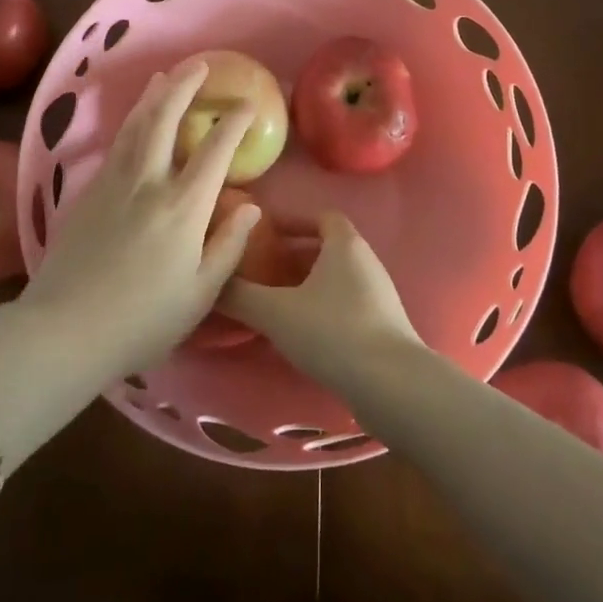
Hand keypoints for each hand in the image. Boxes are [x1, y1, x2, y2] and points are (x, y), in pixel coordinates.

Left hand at [19, 60, 261, 376]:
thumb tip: (252, 207)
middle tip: (200, 65)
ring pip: (137, 125)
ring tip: (166, 76)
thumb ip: (229, 246)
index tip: (248, 104)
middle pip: (167, 120)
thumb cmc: (142, 321)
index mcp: (184, 208)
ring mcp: (115, 183)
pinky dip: (132, 121)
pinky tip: (136, 118)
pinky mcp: (89, 192)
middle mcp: (149, 183)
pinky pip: (117, 143)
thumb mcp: (200, 294)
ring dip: (154, 96)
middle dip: (185, 87)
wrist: (64, 330)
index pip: (215, 151)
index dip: (234, 124)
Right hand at [221, 211, 423, 393]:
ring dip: (307, 284)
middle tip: (262, 270)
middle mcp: (366, 260)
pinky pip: (346, 303)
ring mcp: (379, 294)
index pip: (320, 215)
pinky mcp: (384, 325)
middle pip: (327, 247)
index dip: (292, 220)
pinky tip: (302, 334)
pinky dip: (322, 308)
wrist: (393, 385)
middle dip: (293, 256)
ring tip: (275, 303)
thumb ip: (240, 295)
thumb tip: (209, 283)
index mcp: (345, 244)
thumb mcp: (277, 313)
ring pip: (336, 278)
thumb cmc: (333, 332)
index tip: (265, 233)